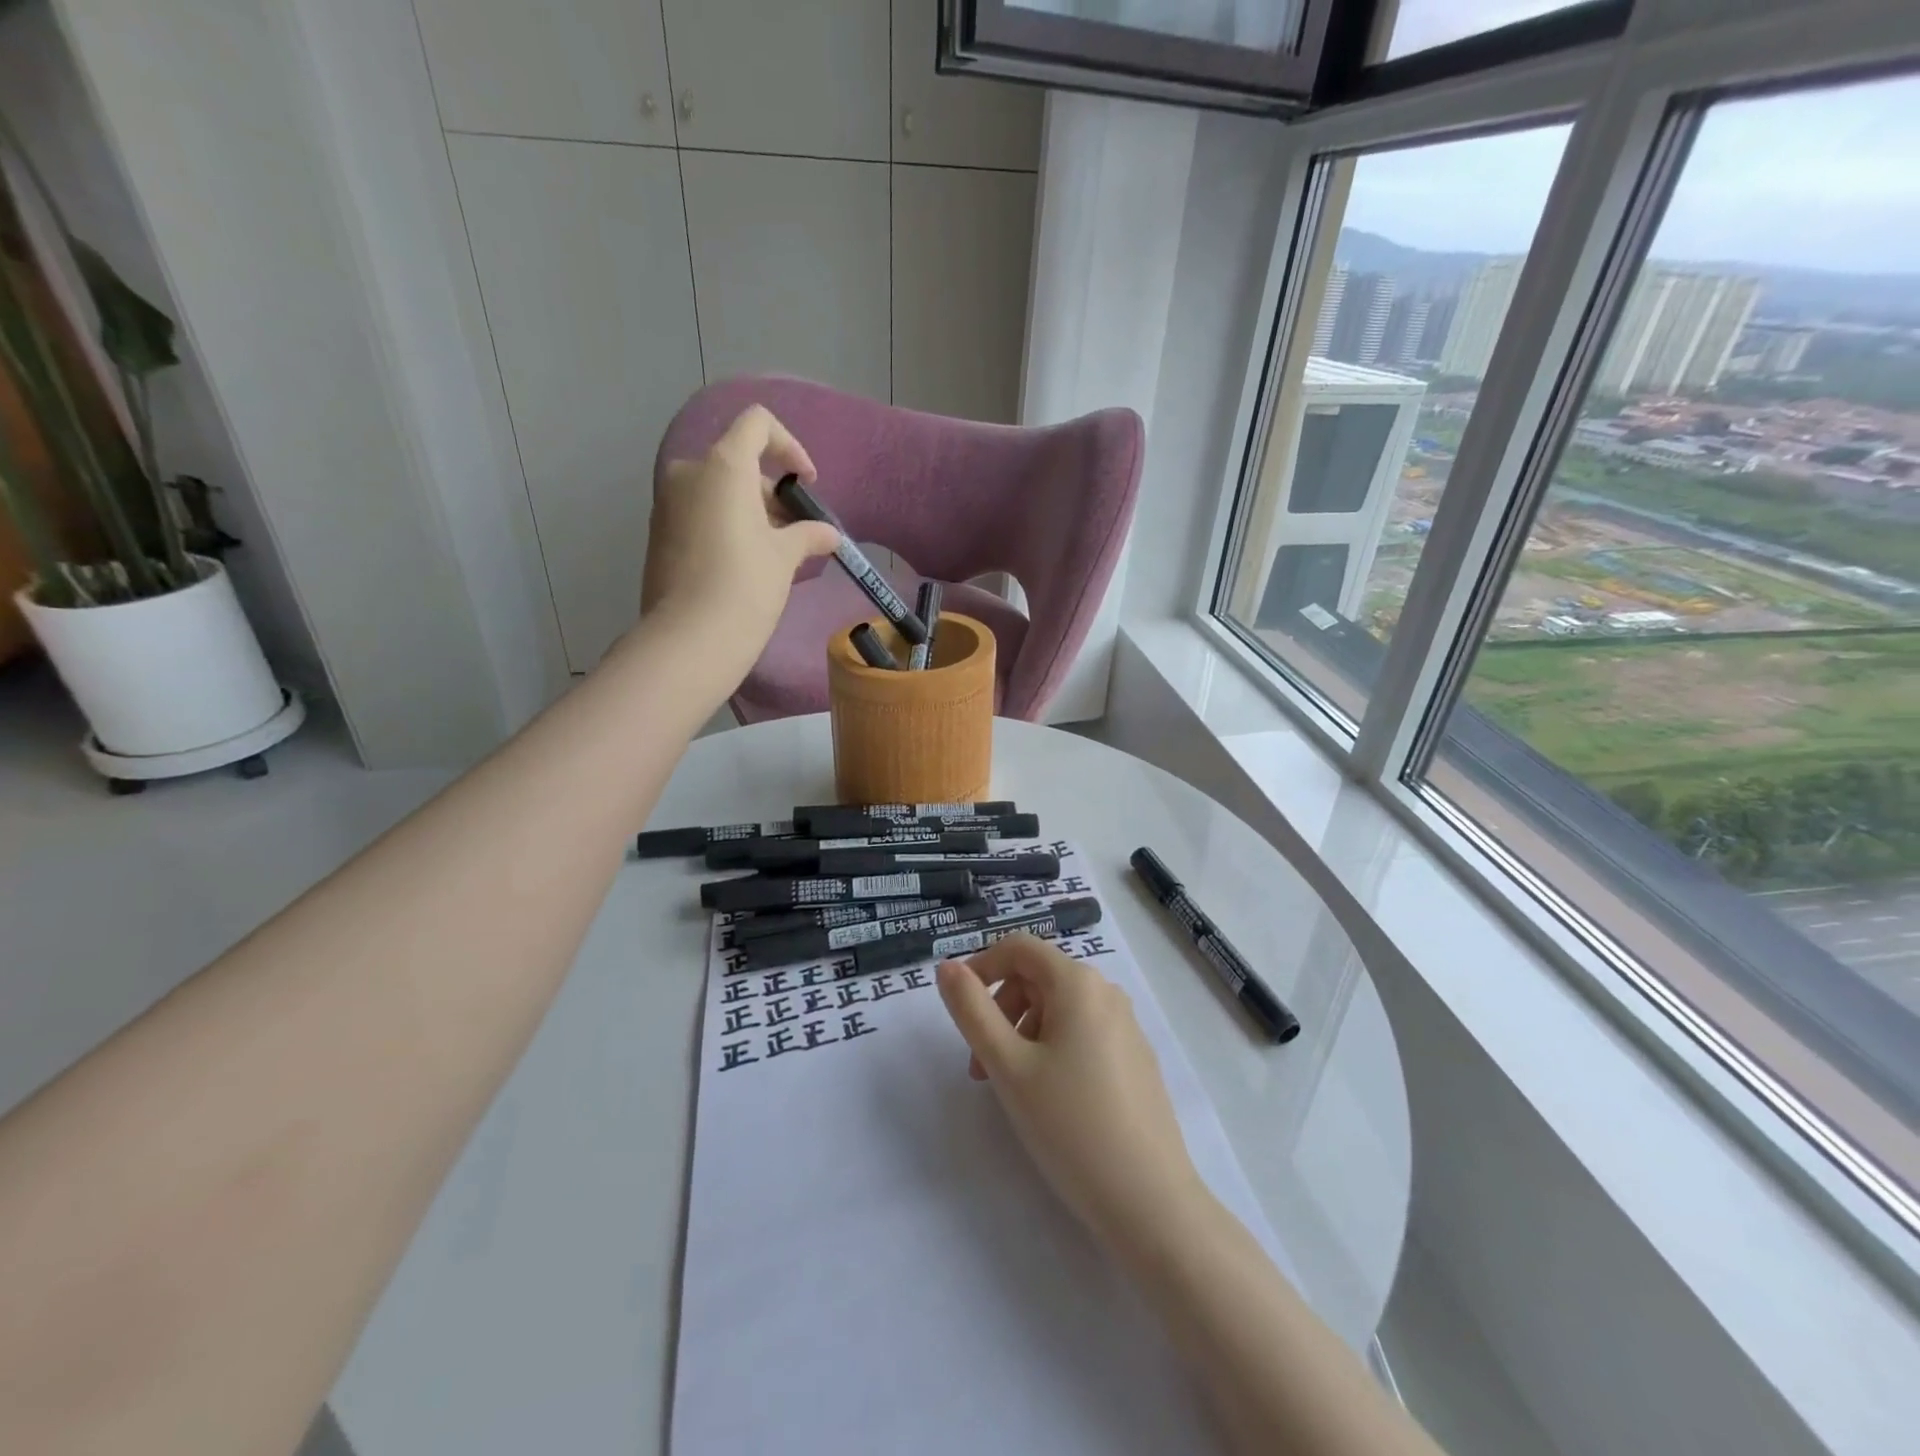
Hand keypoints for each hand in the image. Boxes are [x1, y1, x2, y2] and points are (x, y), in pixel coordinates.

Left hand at [641, 405, 840, 683]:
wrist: (690, 639)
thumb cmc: (746, 585)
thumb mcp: (785, 556)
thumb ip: (808, 534)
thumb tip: (828, 534)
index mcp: (723, 465)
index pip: (757, 424)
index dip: (789, 446)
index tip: (806, 484)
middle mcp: (689, 473)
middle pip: (738, 463)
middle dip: (772, 493)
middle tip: (797, 533)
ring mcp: (668, 504)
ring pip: (719, 492)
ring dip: (751, 513)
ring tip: (777, 555)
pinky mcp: (659, 534)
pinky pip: (701, 515)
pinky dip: (727, 527)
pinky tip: (747, 566)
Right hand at [937, 935, 1205, 1255]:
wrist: (1150, 1202)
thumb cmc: (1070, 1126)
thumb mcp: (1008, 1066)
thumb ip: (971, 1010)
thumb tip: (948, 967)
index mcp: (1078, 983)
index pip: (1019, 947)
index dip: (981, 967)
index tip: (958, 1010)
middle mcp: (1106, 993)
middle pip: (1037, 977)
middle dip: (1000, 1009)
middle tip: (980, 1065)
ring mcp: (1126, 1026)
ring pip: (1058, 1008)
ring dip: (1022, 1033)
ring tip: (1011, 1088)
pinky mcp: (1135, 1059)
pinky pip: (1082, 1033)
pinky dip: (1052, 1049)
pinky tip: (1049, 1099)